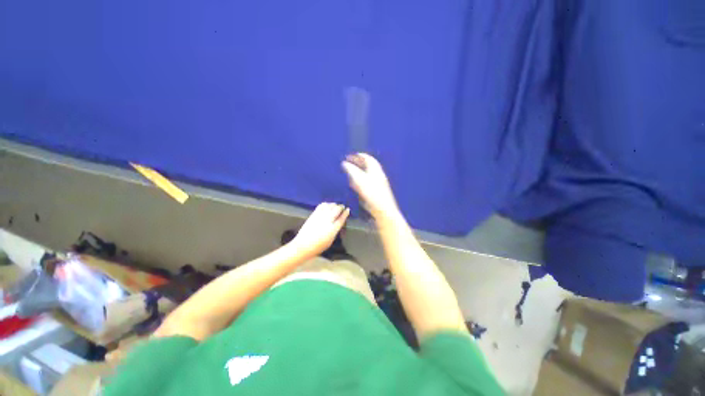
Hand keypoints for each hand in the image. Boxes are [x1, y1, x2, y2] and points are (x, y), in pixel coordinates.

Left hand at [291, 202, 349, 256]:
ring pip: (329, 206)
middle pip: (336, 210)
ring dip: (334, 205)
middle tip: (342, 206)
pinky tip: (327, 205)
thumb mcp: (330, 240)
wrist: (303, 245)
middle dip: (340, 207)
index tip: (348, 210)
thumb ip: (335, 231)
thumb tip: (337, 223)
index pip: (341, 218)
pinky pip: (321, 206)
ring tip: (335, 205)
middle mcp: (327, 221)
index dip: (345, 213)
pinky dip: (326, 204)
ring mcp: (320, 217)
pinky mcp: (313, 215)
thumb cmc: (318, 246)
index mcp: (333, 229)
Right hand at [341, 153, 399, 219]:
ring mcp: (378, 183)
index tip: (349, 156)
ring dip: (359, 170)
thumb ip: (351, 171)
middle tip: (349, 162)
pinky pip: (368, 181)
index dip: (358, 155)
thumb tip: (344, 163)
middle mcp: (378, 174)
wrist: (384, 210)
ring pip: (368, 173)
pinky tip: (355, 184)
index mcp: (375, 170)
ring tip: (350, 172)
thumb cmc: (372, 194)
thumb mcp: (360, 180)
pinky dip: (361, 179)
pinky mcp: (377, 191)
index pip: (367, 158)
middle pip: (368, 165)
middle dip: (358, 162)